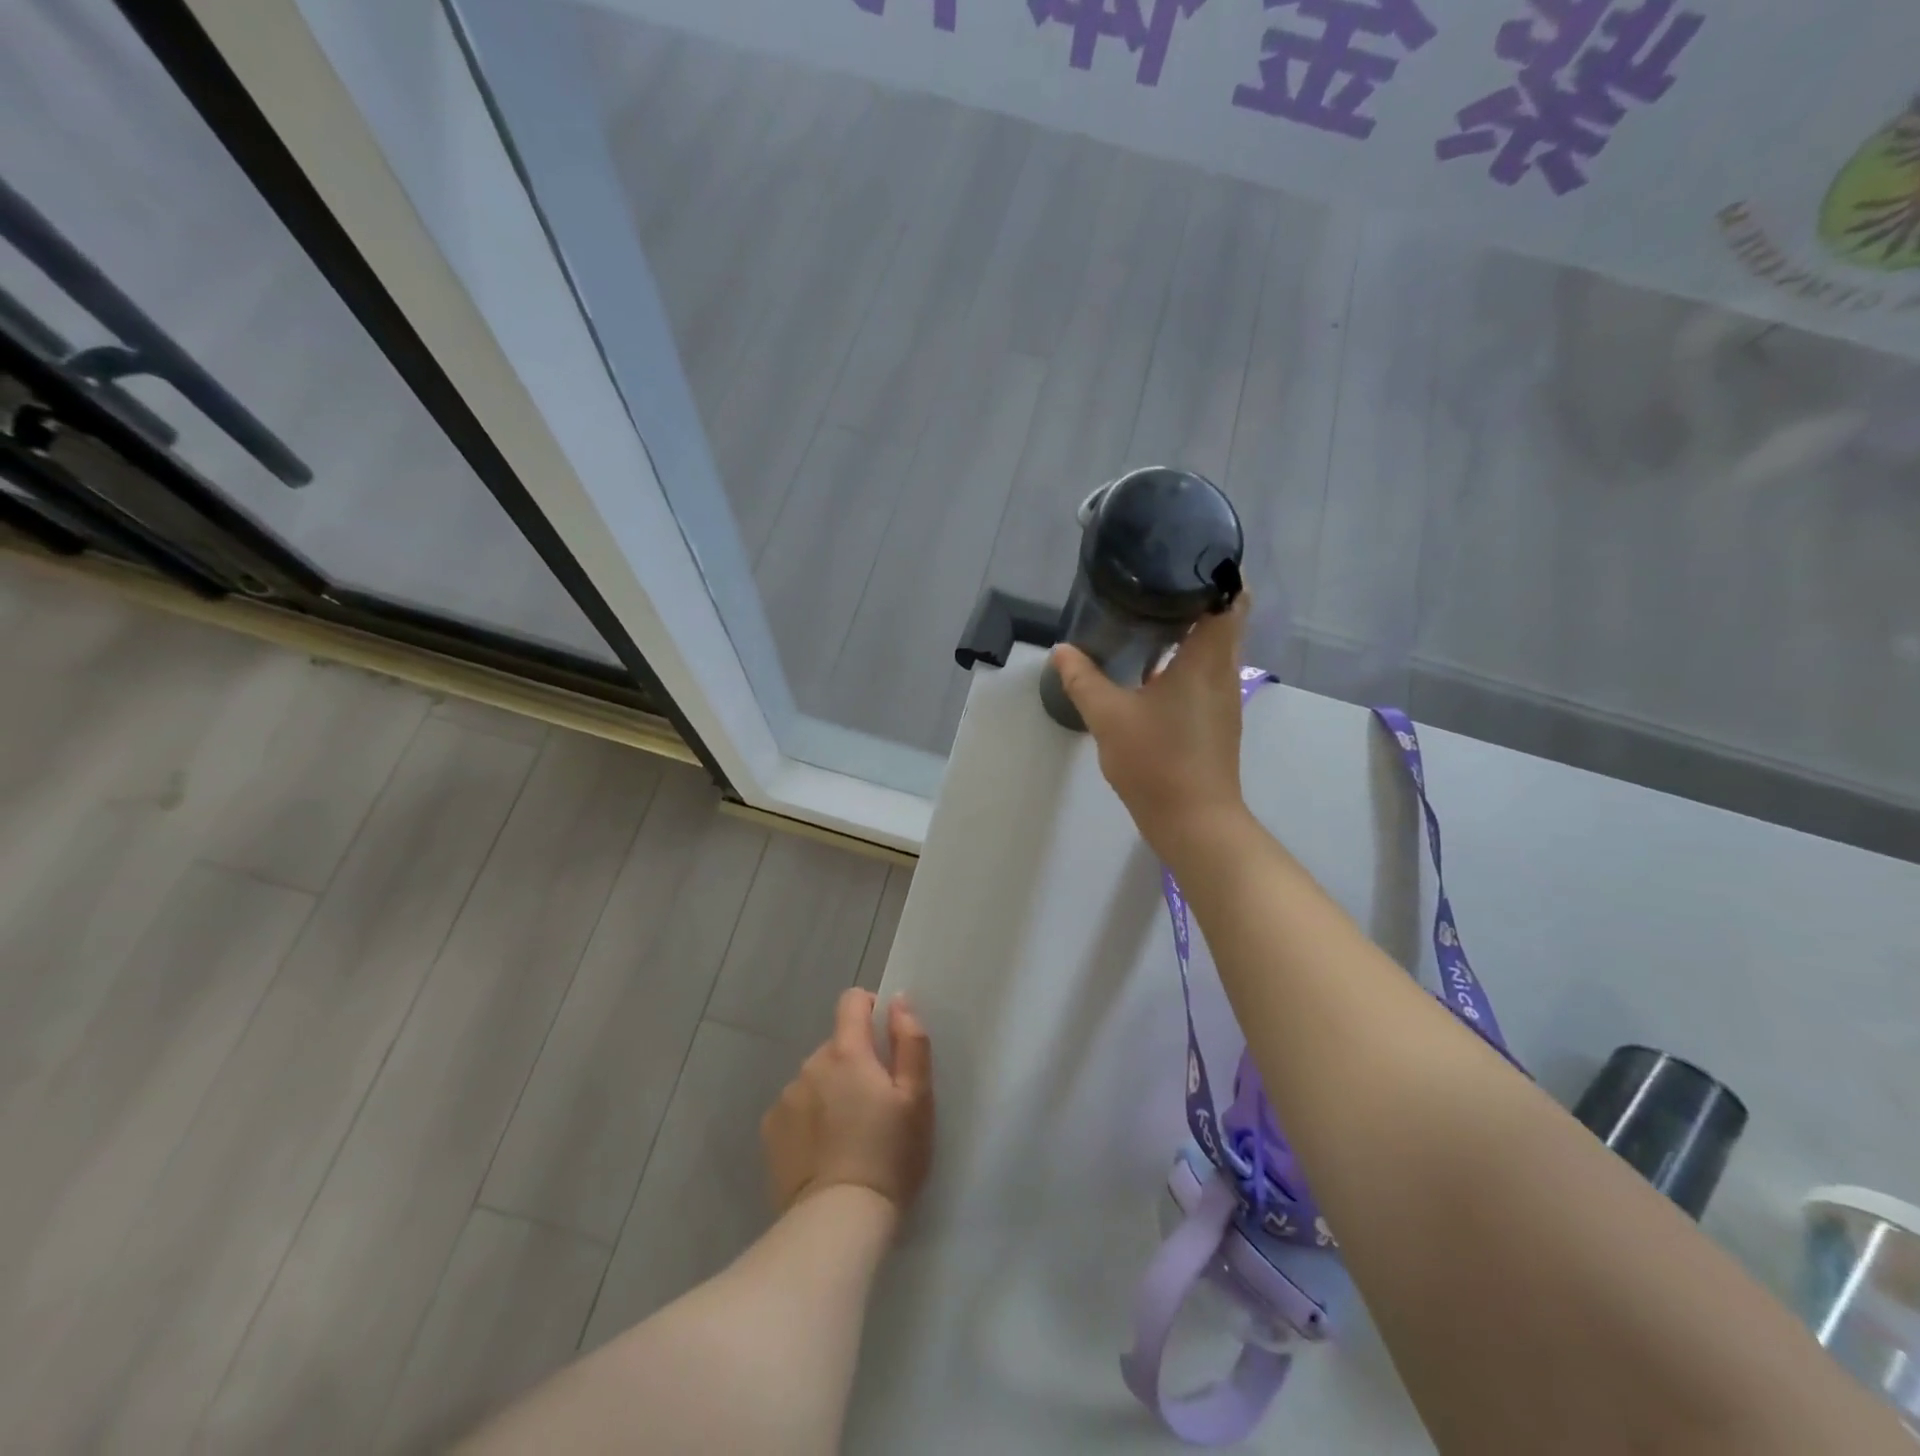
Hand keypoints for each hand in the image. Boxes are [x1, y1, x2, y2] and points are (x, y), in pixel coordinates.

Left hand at [762, 988, 934, 1219]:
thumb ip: (911, 1042)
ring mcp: (786, 1098)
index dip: (869, 1008)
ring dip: (831, 1091)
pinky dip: (809, 1119)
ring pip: (815, 1078)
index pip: (851, 1001)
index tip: (885, 1037)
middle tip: (876, 1105)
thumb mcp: (918, 1098)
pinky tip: (824, 1153)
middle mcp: (810, 1065)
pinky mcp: (770, 1131)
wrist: (838, 1222)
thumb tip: (898, 1001)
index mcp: (847, 1052)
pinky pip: (796, 1109)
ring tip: (849, 1135)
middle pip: (836, 1046)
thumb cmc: (889, 1156)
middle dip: (855, 1063)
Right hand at [1050, 594, 1253, 860]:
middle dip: (1192, 597)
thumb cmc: (1157, 761)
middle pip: (1223, 618)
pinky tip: (1150, 669)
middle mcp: (1224, 670)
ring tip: (1146, 617)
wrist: (1194, 822)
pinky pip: (1204, 673)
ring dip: (1187, 630)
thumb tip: (1062, 651)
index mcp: (1208, 658)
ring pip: (1213, 647)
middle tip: (1151, 583)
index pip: (1233, 597)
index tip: (1184, 558)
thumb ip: (1083, 680)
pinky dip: (1183, 660)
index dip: (1217, 572)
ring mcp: (1222, 697)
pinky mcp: (1215, 720)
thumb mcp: (1109, 717)